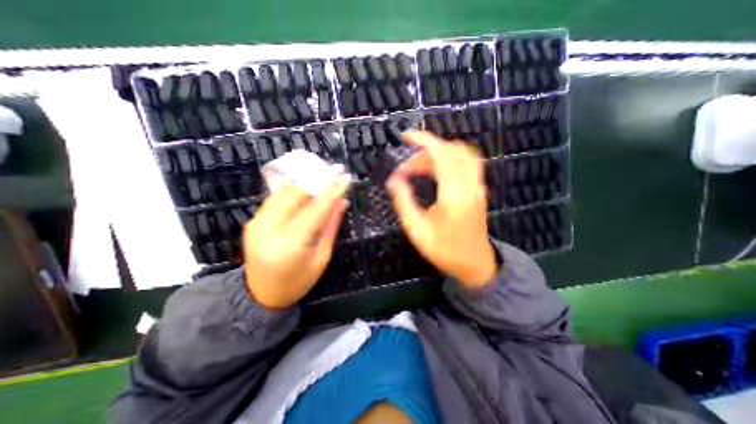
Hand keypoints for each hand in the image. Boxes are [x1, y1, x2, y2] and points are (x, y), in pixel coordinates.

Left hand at [242, 175, 351, 306]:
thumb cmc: (298, 281)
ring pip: (284, 192)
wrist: (262, 295)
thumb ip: (331, 226)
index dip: (332, 191)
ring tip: (322, 175)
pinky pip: (276, 199)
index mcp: (291, 244)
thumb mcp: (321, 257)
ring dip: (305, 182)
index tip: (345, 177)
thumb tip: (342, 201)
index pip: (315, 209)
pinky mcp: (253, 221)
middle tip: (334, 170)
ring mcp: (257, 223)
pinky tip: (306, 186)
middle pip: (296, 194)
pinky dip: (292, 190)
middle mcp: (269, 229)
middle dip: (317, 180)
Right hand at [386, 130, 500, 287]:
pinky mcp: (478, 189)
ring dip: (438, 155)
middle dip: (426, 151)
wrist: (475, 264)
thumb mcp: (417, 230)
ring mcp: (478, 186)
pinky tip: (434, 173)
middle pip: (452, 150)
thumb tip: (393, 180)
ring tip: (418, 169)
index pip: (442, 154)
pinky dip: (448, 160)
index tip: (406, 136)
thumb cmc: (444, 250)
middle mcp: (470, 185)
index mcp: (454, 194)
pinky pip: (466, 163)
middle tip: (407, 167)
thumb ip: (404, 202)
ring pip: (461, 154)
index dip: (424, 140)